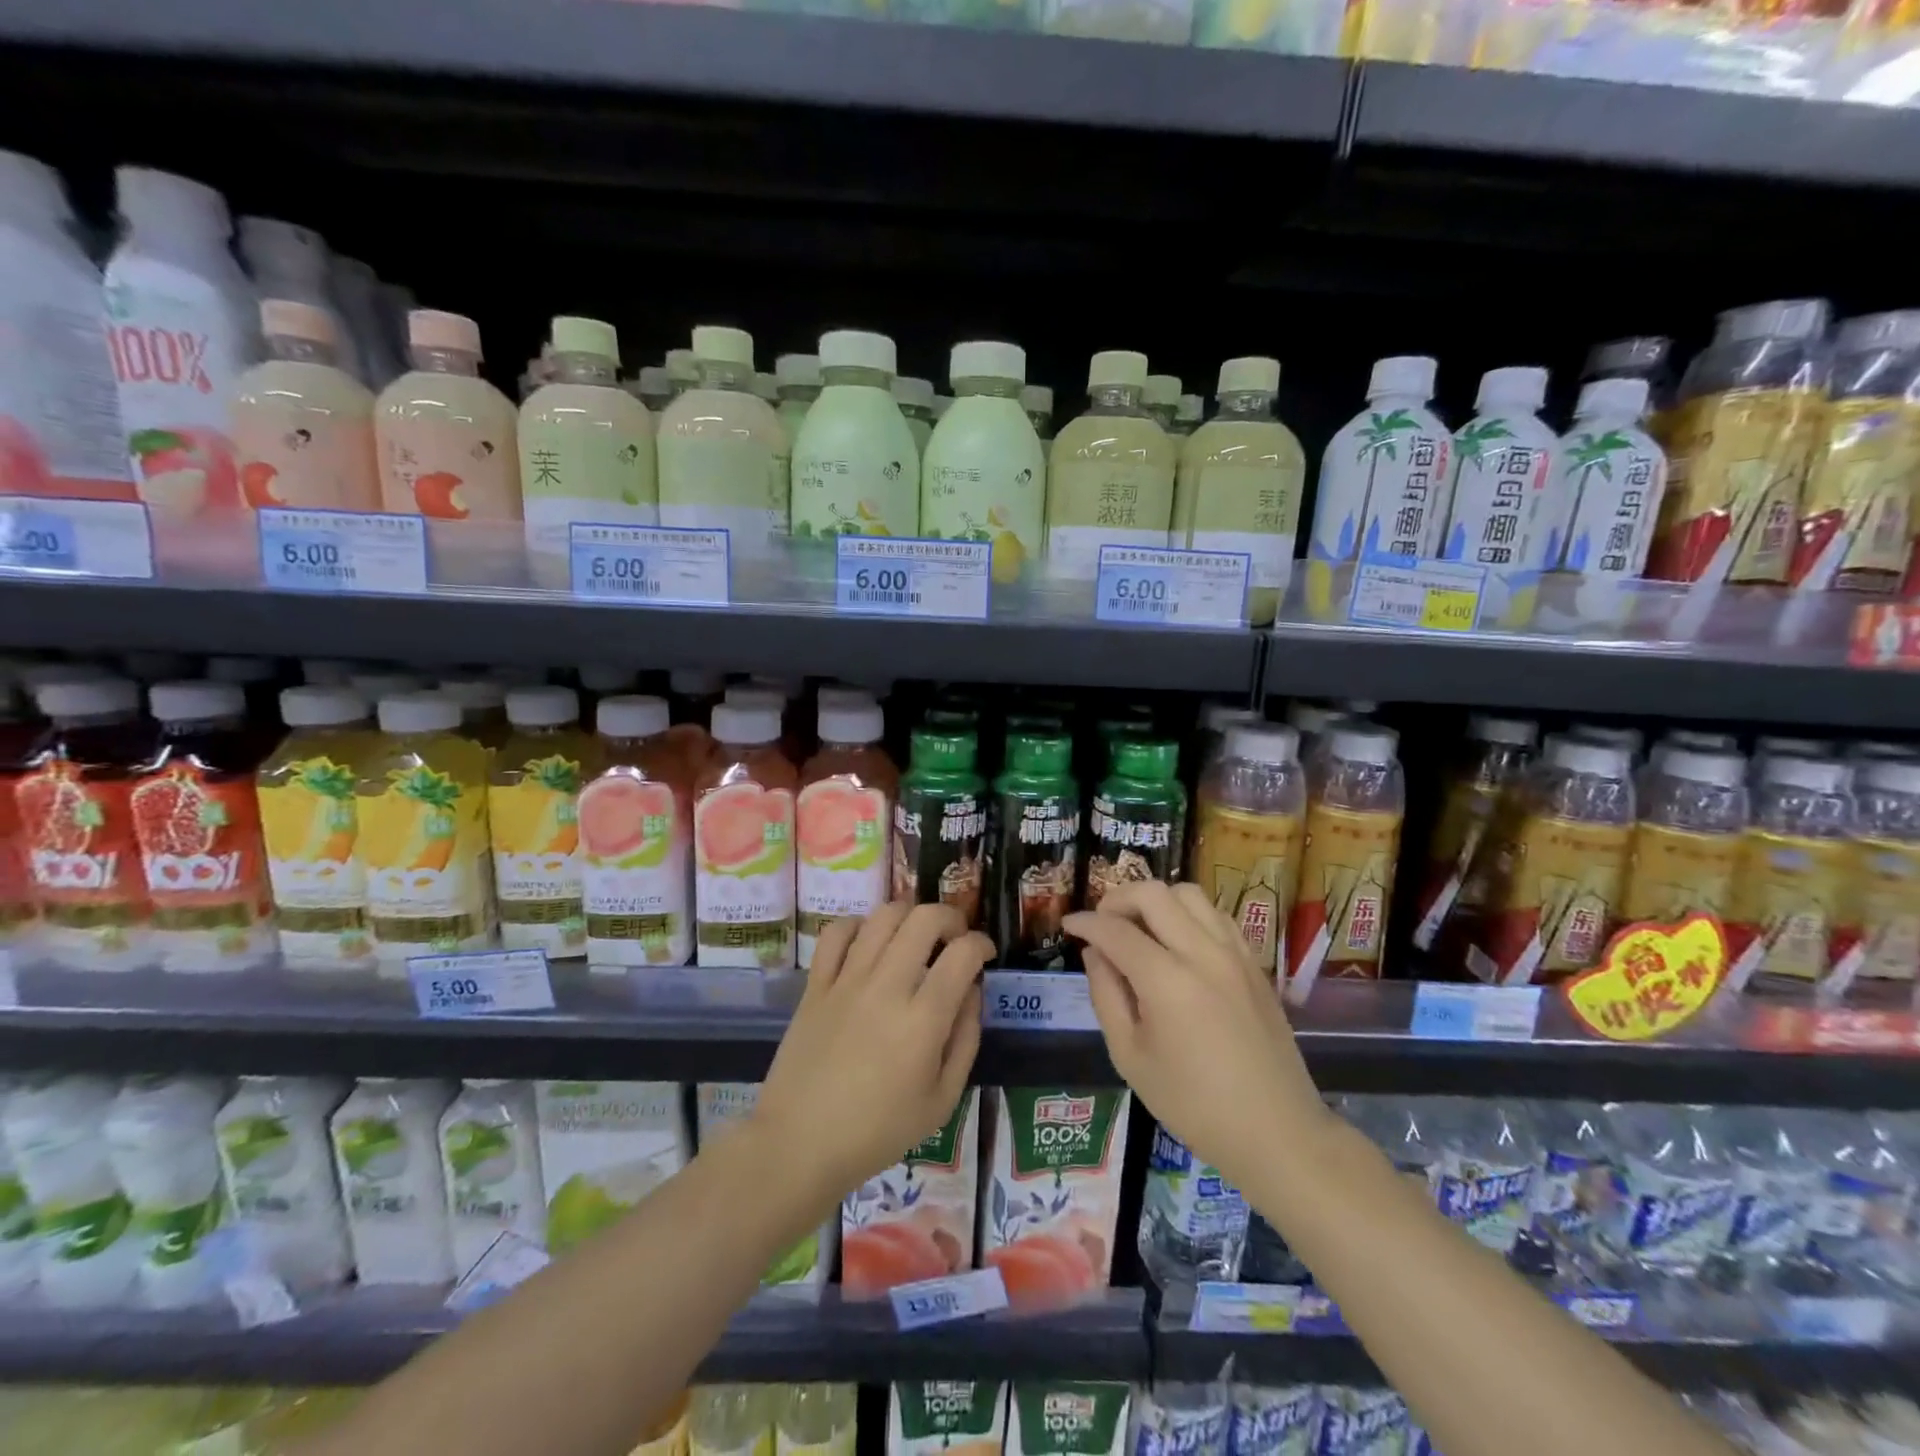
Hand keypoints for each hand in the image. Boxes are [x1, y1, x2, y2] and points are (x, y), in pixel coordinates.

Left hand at [754, 901, 993, 1203]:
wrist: (799, 1144)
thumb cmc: (878, 1131)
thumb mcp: (942, 1101)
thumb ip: (966, 1040)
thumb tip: (972, 991)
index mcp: (923, 1020)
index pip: (962, 954)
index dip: (982, 944)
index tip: (985, 954)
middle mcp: (886, 987)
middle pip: (924, 919)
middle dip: (950, 917)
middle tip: (954, 938)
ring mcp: (847, 981)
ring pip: (883, 916)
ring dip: (909, 915)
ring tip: (915, 936)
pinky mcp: (816, 984)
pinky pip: (836, 932)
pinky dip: (858, 925)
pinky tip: (869, 942)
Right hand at [1064, 882, 1326, 1187]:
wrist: (1277, 1133)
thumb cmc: (1193, 1105)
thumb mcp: (1130, 1057)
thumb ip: (1106, 995)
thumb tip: (1095, 953)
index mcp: (1167, 981)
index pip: (1115, 931)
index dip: (1085, 923)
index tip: (1068, 925)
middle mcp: (1202, 954)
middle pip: (1154, 894)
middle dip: (1118, 898)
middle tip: (1102, 922)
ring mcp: (1234, 954)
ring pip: (1189, 894)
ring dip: (1157, 901)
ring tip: (1140, 928)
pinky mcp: (1254, 963)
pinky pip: (1217, 915)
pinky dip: (1189, 914)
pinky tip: (1178, 942)